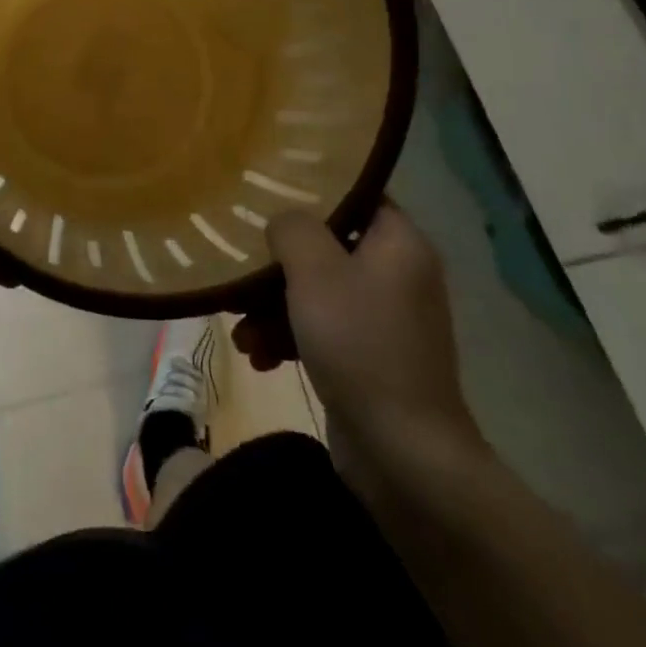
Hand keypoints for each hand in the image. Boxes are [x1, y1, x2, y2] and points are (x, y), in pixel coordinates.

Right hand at [234, 201, 481, 481]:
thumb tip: (283, 221)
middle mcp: (397, 274)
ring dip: (273, 307)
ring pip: (316, 292)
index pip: (355, 194)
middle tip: (241, 269)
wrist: (405, 456)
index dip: (312, 190)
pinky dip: (290, 338)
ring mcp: (384, 320)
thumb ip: (292, 228)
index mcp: (399, 243)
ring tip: (239, 329)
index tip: (268, 192)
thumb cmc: (360, 344)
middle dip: (277, 263)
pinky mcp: (369, 359)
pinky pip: (321, 330)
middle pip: (327, 246)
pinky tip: (258, 358)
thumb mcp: (315, 271)